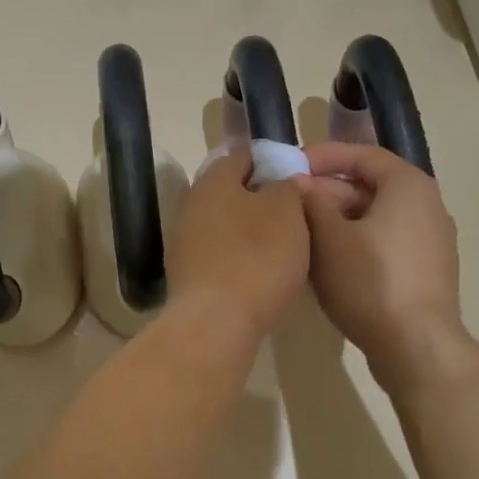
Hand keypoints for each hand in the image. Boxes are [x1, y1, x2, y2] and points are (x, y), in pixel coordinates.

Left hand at [166, 148, 309, 345]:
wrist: (216, 323)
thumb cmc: (257, 257)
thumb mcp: (287, 212)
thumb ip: (287, 188)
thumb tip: (282, 181)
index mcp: (213, 180)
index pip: (242, 156)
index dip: (270, 161)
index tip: (295, 175)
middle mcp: (191, 205)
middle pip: (229, 192)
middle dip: (258, 198)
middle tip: (292, 213)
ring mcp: (183, 243)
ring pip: (223, 225)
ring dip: (248, 231)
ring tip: (282, 245)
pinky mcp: (186, 276)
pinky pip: (218, 255)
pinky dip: (238, 257)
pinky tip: (259, 272)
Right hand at [299, 142, 473, 394]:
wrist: (416, 346)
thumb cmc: (370, 281)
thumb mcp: (329, 238)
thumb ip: (312, 203)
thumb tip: (300, 183)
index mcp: (408, 186)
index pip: (362, 155)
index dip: (323, 157)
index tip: (290, 167)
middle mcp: (427, 205)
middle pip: (369, 188)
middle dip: (326, 194)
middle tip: (289, 206)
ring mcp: (430, 241)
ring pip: (374, 219)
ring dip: (337, 222)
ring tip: (301, 235)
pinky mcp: (426, 272)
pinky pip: (385, 244)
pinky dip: (355, 244)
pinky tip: (327, 265)